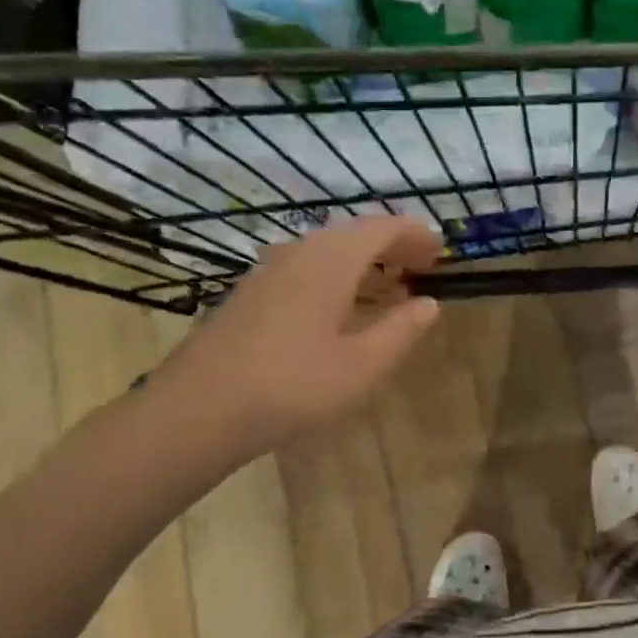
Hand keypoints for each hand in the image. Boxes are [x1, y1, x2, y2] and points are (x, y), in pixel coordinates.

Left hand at [144, 216, 442, 469]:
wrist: (197, 409)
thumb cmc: (291, 386)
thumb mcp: (362, 365)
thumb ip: (401, 330)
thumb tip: (429, 304)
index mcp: (331, 260)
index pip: (382, 228)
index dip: (414, 234)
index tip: (440, 250)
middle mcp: (300, 252)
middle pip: (353, 233)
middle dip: (391, 245)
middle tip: (420, 266)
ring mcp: (269, 271)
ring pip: (327, 251)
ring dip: (363, 262)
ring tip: (389, 287)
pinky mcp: (250, 293)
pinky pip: (305, 268)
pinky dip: (336, 276)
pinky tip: (340, 308)